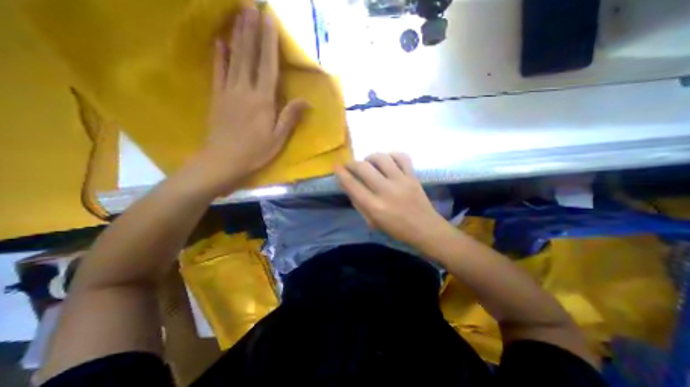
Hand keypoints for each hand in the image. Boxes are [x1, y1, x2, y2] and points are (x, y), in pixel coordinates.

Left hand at [199, 10, 307, 194]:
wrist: (224, 161)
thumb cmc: (256, 152)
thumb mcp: (278, 138)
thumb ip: (290, 117)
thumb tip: (306, 101)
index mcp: (263, 101)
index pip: (267, 65)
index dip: (269, 42)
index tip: (268, 19)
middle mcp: (245, 90)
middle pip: (249, 56)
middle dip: (251, 29)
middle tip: (251, 5)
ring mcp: (228, 92)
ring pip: (233, 58)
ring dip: (236, 35)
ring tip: (238, 14)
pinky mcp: (217, 97)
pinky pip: (218, 71)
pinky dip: (219, 55)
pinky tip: (219, 41)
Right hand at [332, 153, 447, 245]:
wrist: (425, 228)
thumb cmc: (396, 229)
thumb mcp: (372, 222)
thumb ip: (358, 203)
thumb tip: (348, 185)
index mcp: (375, 207)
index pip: (352, 184)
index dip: (341, 173)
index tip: (336, 166)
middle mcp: (386, 191)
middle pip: (363, 167)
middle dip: (352, 163)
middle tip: (350, 166)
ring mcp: (401, 181)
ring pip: (381, 158)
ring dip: (370, 157)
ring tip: (368, 163)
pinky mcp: (413, 176)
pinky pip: (401, 157)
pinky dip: (391, 155)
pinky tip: (387, 161)